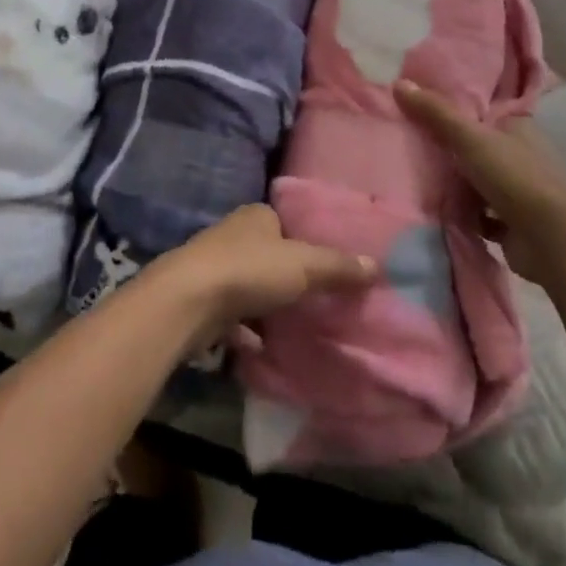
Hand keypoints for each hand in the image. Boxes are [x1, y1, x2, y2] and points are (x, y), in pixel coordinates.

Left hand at [151, 204, 377, 350]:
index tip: (325, 268)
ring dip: (266, 305)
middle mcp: (233, 235)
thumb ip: (337, 267)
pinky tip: (262, 349)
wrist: (188, 301)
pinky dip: (247, 331)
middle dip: (285, 277)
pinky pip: (233, 316)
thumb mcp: (302, 265)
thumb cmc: (248, 270)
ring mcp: (215, 267)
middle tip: (315, 302)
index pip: (284, 224)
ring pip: (249, 285)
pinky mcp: (203, 300)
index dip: (304, 243)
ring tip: (294, 328)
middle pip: (267, 255)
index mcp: (256, 216)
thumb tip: (377, 265)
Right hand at [396, 79, 565, 285]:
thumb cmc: (515, 177)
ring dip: (457, 185)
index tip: (422, 110)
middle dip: (451, 151)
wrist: (554, 242)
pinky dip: (465, 215)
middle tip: (411, 145)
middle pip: (477, 147)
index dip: (455, 110)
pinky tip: (439, 212)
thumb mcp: (470, 137)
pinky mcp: (514, 225)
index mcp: (517, 127)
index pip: (482, 112)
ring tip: (418, 177)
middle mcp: (521, 155)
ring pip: (479, 181)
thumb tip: (398, 83)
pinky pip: (481, 215)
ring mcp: (519, 192)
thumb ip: (435, 112)